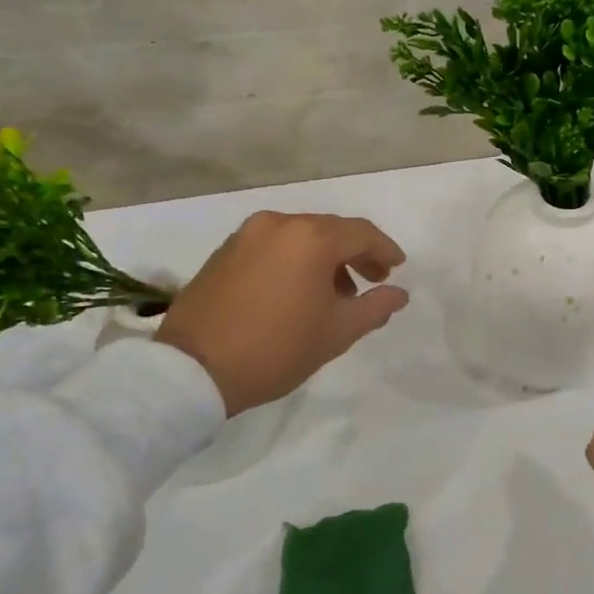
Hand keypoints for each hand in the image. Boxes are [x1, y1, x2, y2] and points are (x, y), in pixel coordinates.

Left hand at [155, 211, 409, 415]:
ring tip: (334, 294)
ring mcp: (246, 235)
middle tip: (372, 280)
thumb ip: (376, 306)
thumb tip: (399, 293)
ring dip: (324, 258)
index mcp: (311, 237)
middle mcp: (279, 224)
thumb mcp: (338, 332)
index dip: (385, 250)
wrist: (193, 370)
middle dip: (355, 253)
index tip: (397, 269)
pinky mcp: (224, 252)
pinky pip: (273, 247)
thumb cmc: (277, 348)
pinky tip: (297, 291)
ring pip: (300, 237)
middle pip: (330, 230)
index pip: (361, 233)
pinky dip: (294, 260)